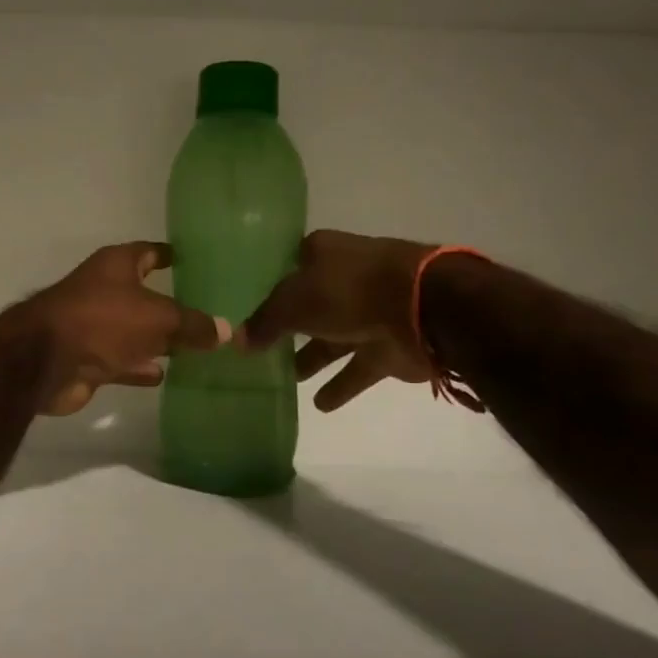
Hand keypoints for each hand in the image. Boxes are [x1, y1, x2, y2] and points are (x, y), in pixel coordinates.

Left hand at [13, 243, 230, 415]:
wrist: (45, 360)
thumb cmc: (104, 320)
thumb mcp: (159, 318)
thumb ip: (193, 324)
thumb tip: (228, 331)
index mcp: (117, 265)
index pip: (151, 252)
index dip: (172, 255)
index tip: (197, 261)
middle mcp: (105, 289)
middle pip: (145, 294)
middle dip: (172, 304)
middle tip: (209, 312)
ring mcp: (95, 324)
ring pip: (135, 329)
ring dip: (158, 338)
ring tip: (196, 347)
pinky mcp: (89, 357)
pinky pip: (123, 359)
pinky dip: (140, 365)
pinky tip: (164, 374)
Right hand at [245, 230, 438, 412]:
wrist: (422, 308)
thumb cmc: (348, 290)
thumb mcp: (292, 302)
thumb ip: (264, 322)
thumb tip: (236, 341)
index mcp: (321, 253)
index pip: (286, 267)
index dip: (266, 287)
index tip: (243, 309)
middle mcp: (344, 278)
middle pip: (309, 304)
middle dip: (288, 327)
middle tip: (258, 350)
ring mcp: (368, 311)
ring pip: (332, 337)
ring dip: (312, 357)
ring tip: (285, 380)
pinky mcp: (387, 345)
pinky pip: (357, 367)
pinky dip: (341, 384)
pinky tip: (319, 405)